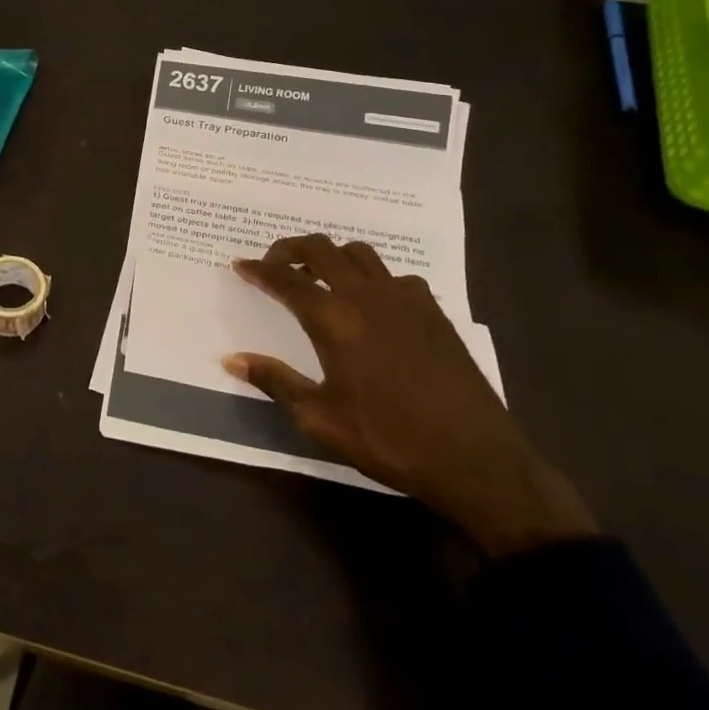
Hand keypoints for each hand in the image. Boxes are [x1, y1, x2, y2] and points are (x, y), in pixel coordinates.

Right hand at [226, 235, 597, 557]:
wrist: (477, 460)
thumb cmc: (389, 440)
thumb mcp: (320, 419)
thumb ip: (275, 381)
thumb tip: (231, 358)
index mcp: (333, 319)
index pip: (285, 279)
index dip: (259, 270)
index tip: (240, 266)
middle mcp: (366, 296)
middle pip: (321, 249)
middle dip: (291, 249)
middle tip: (275, 264)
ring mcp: (405, 300)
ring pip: (360, 253)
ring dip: (332, 256)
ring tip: (320, 278)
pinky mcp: (434, 312)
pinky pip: (395, 276)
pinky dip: (373, 279)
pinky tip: (372, 305)